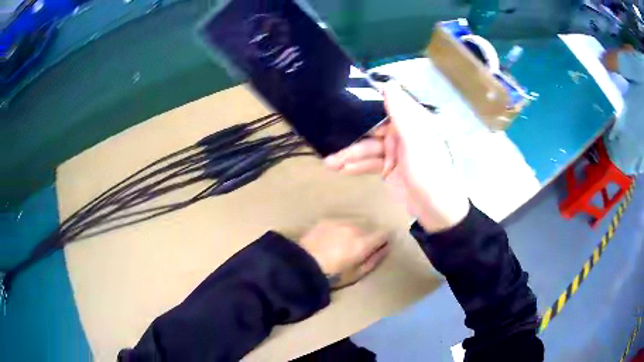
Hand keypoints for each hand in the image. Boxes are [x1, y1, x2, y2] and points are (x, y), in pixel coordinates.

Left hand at [299, 221, 389, 289]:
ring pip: (354, 224)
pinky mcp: (326, 220)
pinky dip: (340, 230)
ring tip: (342, 245)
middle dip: (367, 237)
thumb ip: (375, 259)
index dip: (384, 240)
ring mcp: (339, 222)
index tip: (380, 246)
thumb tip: (387, 247)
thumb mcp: (357, 274)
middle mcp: (354, 227)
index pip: (384, 233)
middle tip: (356, 250)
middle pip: (369, 229)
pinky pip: (340, 223)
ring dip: (353, 232)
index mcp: (364, 242)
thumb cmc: (332, 275)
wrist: (302, 266)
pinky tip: (330, 240)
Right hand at [325, 83, 469, 232]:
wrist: (436, 211)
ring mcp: (395, 153)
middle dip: (351, 136)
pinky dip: (356, 167)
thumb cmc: (430, 173)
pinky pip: (370, 164)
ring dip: (349, 155)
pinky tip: (341, 169)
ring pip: (368, 148)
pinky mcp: (388, 169)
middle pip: (372, 129)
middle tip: (327, 138)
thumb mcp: (416, 141)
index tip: (341, 98)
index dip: (365, 103)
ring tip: (329, 163)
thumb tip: (388, 83)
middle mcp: (402, 133)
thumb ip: (401, 113)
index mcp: (412, 122)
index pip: (385, 106)